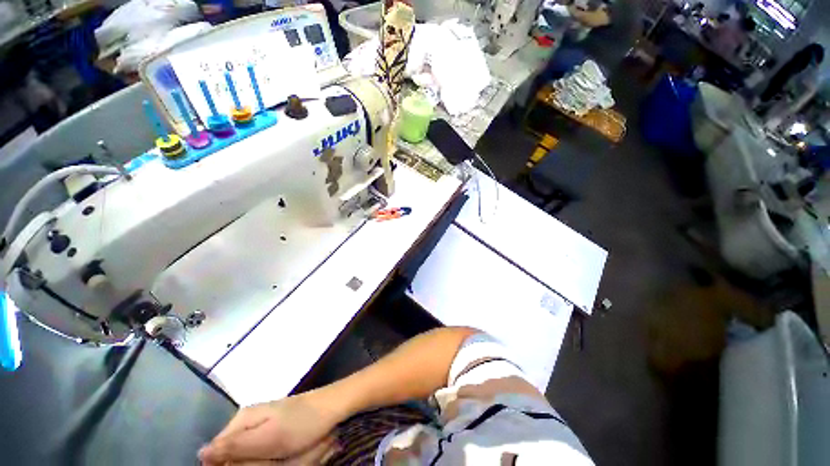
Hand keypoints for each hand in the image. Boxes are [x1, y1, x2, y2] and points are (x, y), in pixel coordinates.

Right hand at [199, 392, 341, 464]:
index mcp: (242, 419)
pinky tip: (288, 452)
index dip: (231, 465)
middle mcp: (248, 420)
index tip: (257, 463)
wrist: (331, 406)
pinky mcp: (274, 429)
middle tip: (276, 459)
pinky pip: (265, 451)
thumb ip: (234, 446)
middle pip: (236, 455)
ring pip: (251, 456)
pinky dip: (275, 457)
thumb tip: (200, 453)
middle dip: (254, 463)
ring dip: (266, 462)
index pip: (217, 452)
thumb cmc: (302, 423)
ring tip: (285, 454)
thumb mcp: (268, 438)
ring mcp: (262, 424)